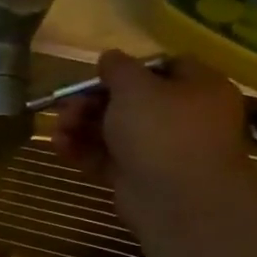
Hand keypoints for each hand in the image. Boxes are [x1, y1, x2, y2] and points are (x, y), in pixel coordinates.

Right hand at [51, 51, 254, 231]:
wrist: (177, 199)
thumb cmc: (162, 131)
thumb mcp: (136, 87)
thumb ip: (118, 68)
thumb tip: (109, 57)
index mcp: (197, 87)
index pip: (163, 67)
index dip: (127, 69)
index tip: (98, 75)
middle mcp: (182, 117)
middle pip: (130, 101)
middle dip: (92, 101)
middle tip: (67, 106)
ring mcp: (159, 149)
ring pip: (113, 130)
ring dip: (81, 126)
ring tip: (58, 128)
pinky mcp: (137, 176)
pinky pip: (105, 157)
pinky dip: (82, 150)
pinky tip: (59, 146)